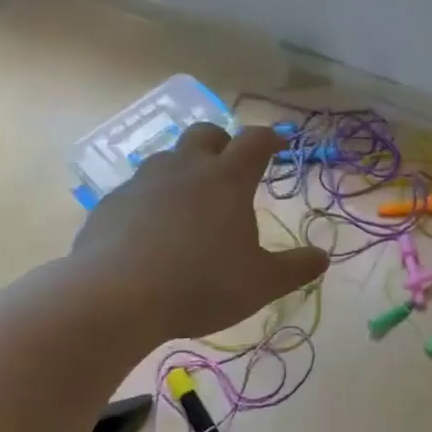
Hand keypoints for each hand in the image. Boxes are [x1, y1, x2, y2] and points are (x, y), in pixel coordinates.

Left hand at [71, 124, 328, 338]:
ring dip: (185, 168)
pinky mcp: (109, 204)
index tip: (279, 145)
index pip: (255, 141)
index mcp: (227, 180)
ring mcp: (142, 183)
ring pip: (167, 158)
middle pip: (206, 133)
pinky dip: (152, 199)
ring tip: (192, 201)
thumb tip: (322, 257)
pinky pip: (137, 189)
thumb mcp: (262, 283)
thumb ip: (296, 268)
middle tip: (232, 166)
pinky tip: (153, 230)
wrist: (115, 298)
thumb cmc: (202, 284)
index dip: (271, 138)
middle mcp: (185, 169)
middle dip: (223, 142)